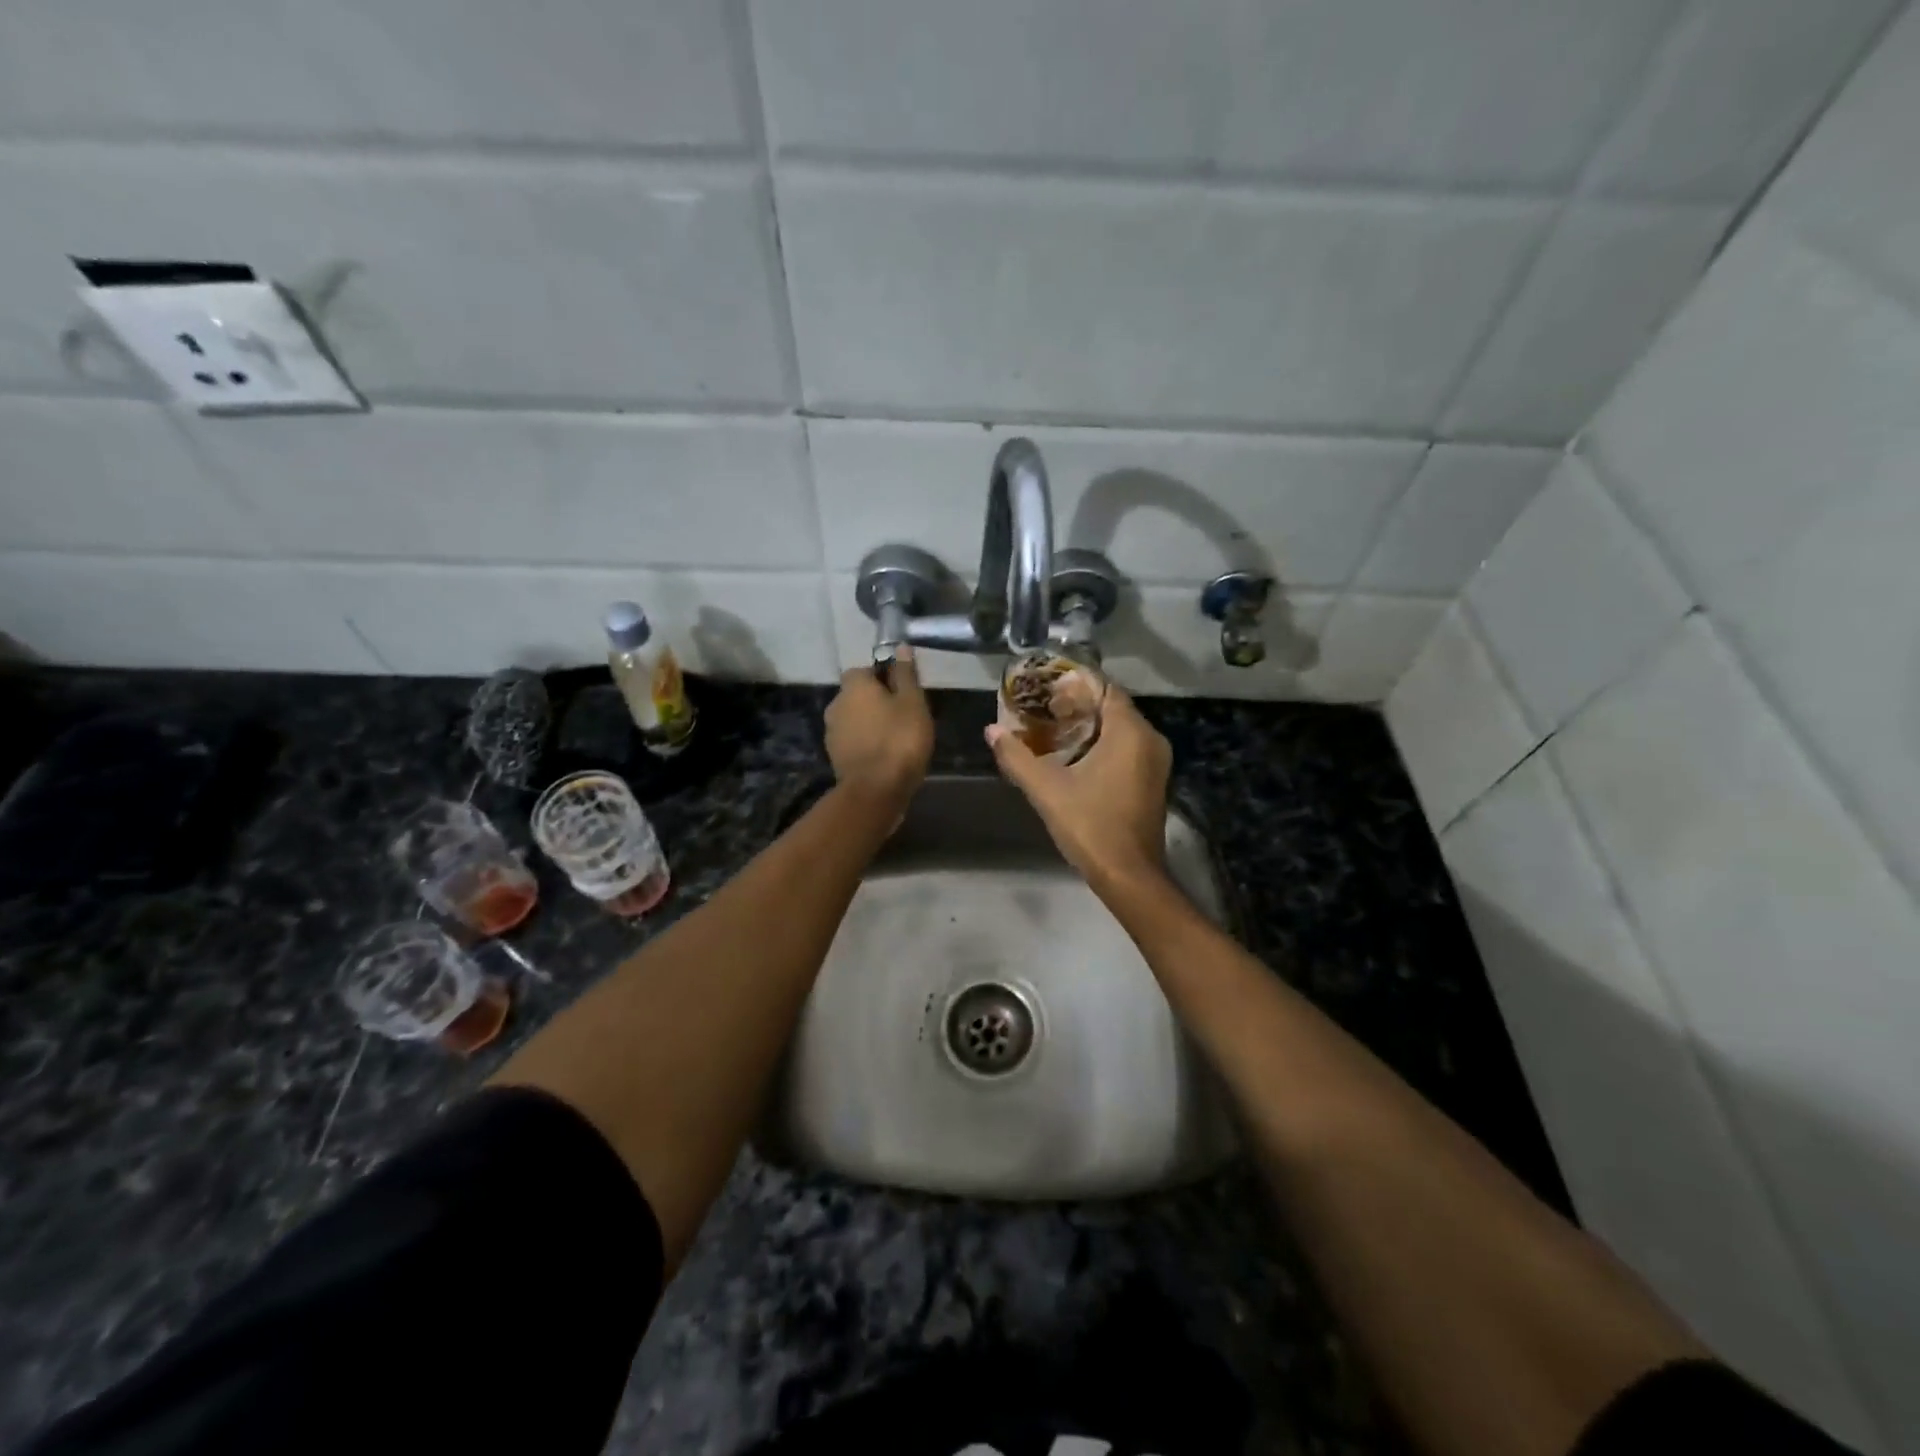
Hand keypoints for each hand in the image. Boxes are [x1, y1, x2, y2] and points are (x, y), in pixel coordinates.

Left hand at [825, 648, 933, 807]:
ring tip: (895, 739)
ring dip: (869, 724)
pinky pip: (853, 741)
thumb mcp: (913, 702)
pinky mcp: (834, 757)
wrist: (875, 790)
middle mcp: (836, 704)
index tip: (903, 693)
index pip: (864, 670)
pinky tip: (884, 756)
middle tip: (902, 716)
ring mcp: (831, 732)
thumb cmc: (899, 739)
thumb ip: (905, 674)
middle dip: (875, 702)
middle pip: (857, 695)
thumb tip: (900, 647)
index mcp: (854, 686)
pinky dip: (865, 744)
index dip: (883, 678)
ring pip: (854, 719)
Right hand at [987, 684, 1170, 891]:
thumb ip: (1017, 757)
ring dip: (1089, 727)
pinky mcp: (1153, 782)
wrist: (1129, 876)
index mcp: (1131, 733)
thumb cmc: (1091, 825)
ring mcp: (1156, 762)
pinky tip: (1074, 758)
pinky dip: (1103, 746)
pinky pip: (1128, 749)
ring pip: (1121, 730)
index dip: (1075, 686)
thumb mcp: (1047, 789)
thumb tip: (991, 730)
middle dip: (1078, 706)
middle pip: (1113, 708)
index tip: (1045, 691)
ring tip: (1051, 731)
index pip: (1105, 689)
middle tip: (1042, 710)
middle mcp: (1150, 740)